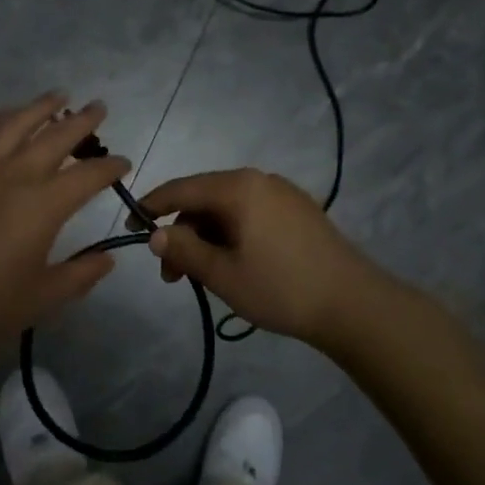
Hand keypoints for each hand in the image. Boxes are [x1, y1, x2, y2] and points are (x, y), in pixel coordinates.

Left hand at [0, 93, 128, 385]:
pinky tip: (5, 117)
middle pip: (54, 137)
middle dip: (82, 121)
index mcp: (42, 206)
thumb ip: (80, 275)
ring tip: (57, 96)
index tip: (123, 163)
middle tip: (98, 107)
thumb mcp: (43, 298)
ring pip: (13, 124)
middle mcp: (12, 176)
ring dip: (39, 107)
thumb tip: (108, 259)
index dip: (110, 167)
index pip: (87, 176)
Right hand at [135, 169, 386, 345]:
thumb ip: (184, 250)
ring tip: (202, 277)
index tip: (130, 228)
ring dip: (207, 238)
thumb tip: (155, 234)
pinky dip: (231, 235)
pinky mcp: (298, 211)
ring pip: (228, 209)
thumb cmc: (280, 288)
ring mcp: (283, 194)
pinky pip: (251, 214)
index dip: (151, 207)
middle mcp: (259, 180)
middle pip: (204, 199)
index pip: (181, 188)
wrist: (353, 304)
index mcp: (238, 187)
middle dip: (182, 233)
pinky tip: (232, 265)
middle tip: (172, 275)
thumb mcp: (222, 274)